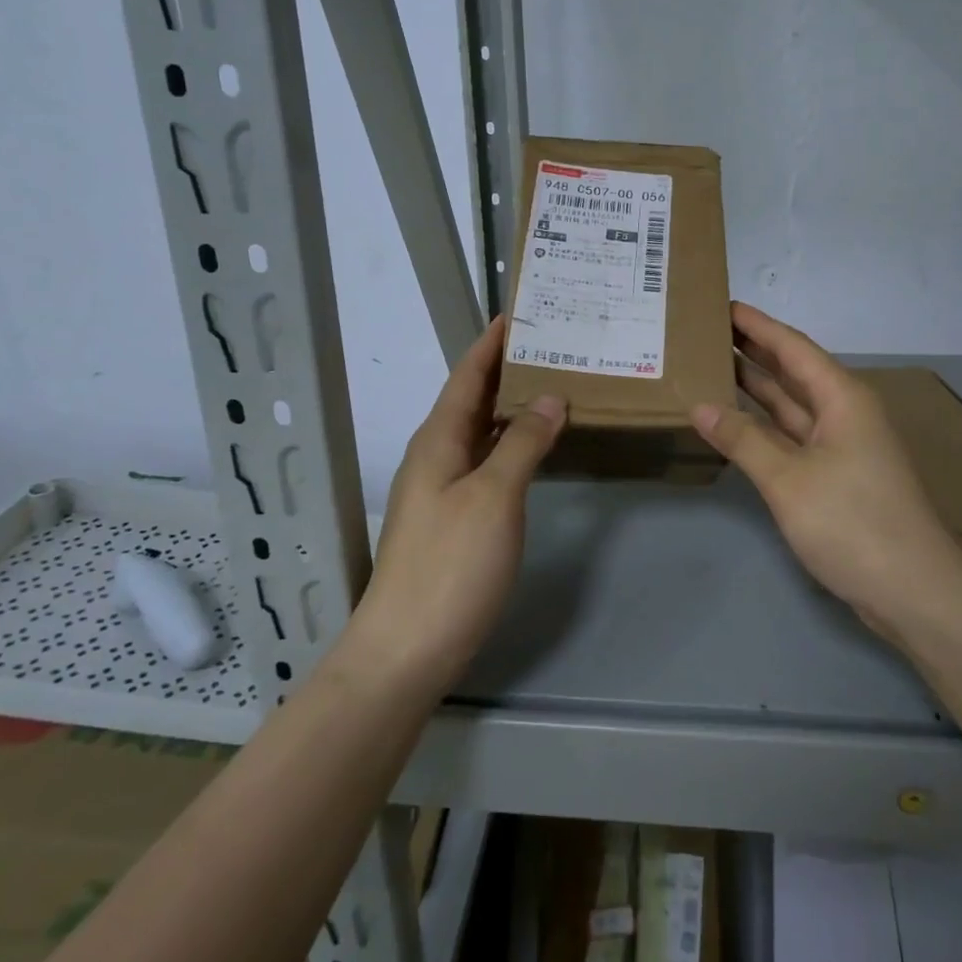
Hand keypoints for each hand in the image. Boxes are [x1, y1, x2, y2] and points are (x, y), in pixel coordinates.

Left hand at [352, 317, 564, 689]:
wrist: (408, 649)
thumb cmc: (450, 564)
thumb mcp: (494, 496)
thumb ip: (522, 442)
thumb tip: (550, 397)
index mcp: (438, 440)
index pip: (466, 375)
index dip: (490, 343)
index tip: (518, 313)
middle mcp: (436, 456)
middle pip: (472, 399)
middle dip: (507, 370)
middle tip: (552, 346)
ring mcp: (442, 490)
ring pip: (480, 432)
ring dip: (511, 407)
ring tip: (554, 386)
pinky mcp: (454, 519)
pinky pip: (486, 462)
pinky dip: (511, 444)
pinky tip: (537, 448)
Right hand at [691, 303, 961, 639]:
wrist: (912, 590)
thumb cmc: (852, 522)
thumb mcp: (788, 479)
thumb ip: (743, 439)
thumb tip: (700, 406)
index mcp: (842, 398)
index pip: (793, 347)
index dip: (758, 326)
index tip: (724, 305)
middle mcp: (844, 413)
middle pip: (794, 371)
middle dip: (755, 350)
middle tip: (709, 331)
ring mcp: (842, 446)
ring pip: (792, 405)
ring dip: (758, 387)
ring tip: (715, 365)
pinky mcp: (837, 476)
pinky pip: (794, 435)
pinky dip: (766, 426)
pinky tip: (737, 421)